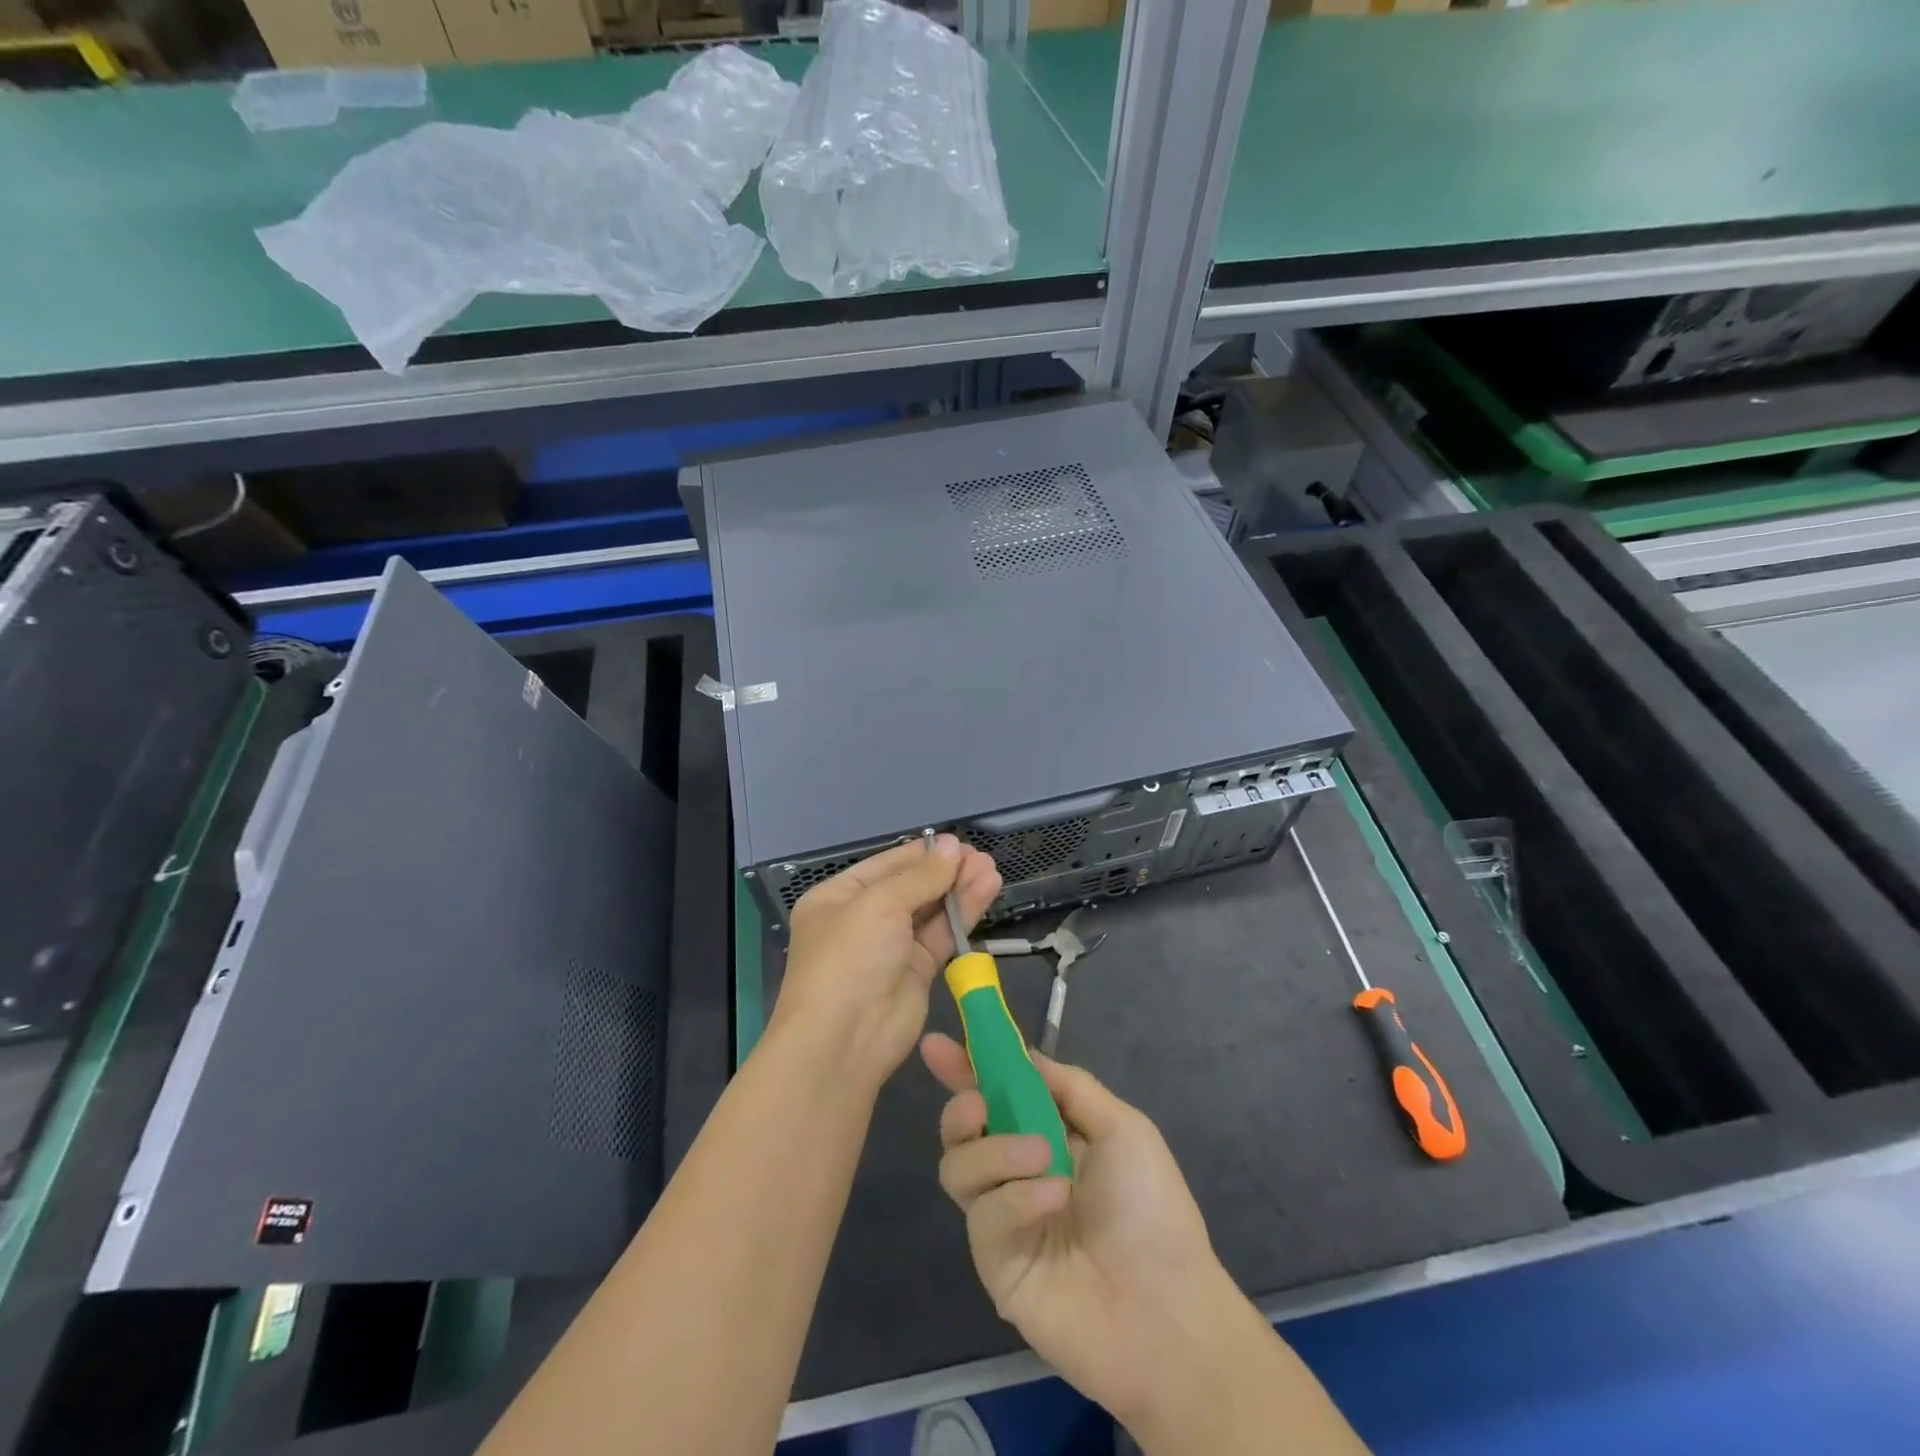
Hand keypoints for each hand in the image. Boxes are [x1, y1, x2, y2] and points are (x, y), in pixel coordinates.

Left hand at [769, 838, 1001, 1090]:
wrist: (844, 1040)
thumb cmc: (849, 958)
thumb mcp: (880, 905)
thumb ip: (921, 876)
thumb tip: (953, 846)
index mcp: (839, 897)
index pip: (886, 866)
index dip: (922, 854)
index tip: (957, 843)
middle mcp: (864, 919)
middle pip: (911, 886)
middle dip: (946, 871)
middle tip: (981, 856)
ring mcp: (891, 946)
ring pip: (931, 910)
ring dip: (960, 889)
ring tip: (991, 868)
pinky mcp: (917, 971)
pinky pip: (942, 934)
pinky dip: (964, 914)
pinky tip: (987, 890)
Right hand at [921, 1033, 1241, 1428]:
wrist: (1168, 1311)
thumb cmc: (1152, 1208)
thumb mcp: (1122, 1128)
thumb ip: (1069, 1087)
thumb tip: (1022, 1055)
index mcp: (1047, 1136)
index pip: (994, 1094)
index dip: (964, 1068)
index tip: (936, 1044)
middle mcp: (1016, 1173)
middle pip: (961, 1130)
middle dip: (960, 1106)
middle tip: (978, 1103)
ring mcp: (1003, 1220)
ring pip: (958, 1168)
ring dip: (995, 1150)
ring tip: (1042, 1155)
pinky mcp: (996, 1265)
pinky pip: (984, 1216)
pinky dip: (1016, 1197)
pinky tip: (1054, 1199)